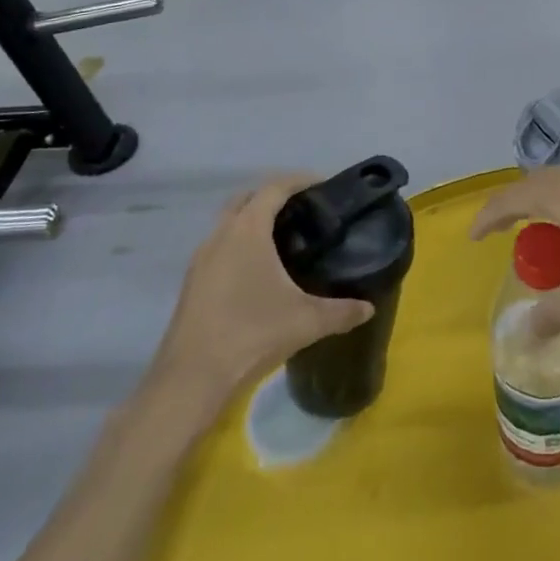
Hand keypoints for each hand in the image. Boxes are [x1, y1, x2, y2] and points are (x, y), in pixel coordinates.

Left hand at [150, 178, 372, 403]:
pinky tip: (257, 272)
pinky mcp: (192, 283)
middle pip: (247, 197)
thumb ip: (341, 311)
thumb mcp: (306, 321)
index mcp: (247, 230)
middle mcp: (220, 235)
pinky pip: (219, 247)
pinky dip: (239, 244)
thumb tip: (369, 307)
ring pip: (228, 223)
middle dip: (274, 196)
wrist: (190, 380)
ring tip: (283, 238)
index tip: (324, 184)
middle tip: (303, 209)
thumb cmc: (251, 334)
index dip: (300, 180)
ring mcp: (201, 259)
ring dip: (253, 220)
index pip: (274, 187)